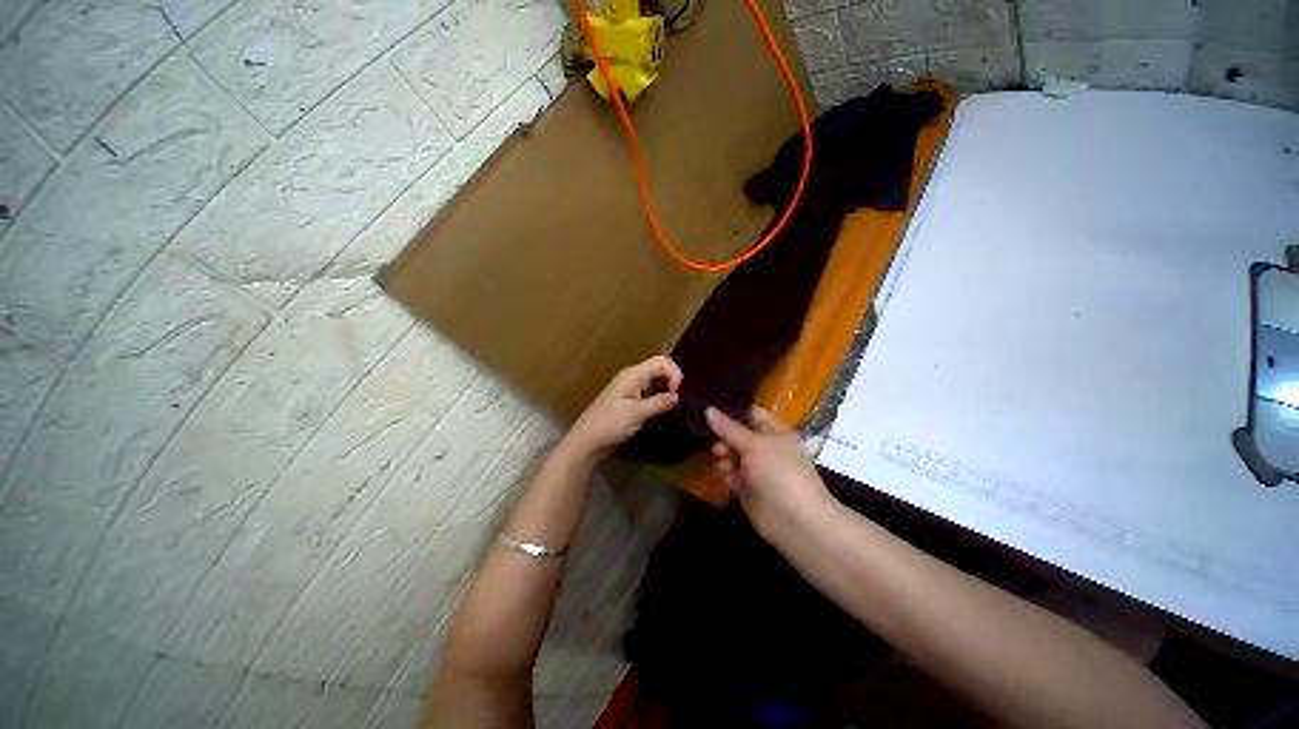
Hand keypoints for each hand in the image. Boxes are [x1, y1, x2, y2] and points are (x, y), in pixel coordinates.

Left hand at [563, 355, 683, 461]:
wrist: (587, 442)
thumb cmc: (609, 424)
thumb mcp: (636, 413)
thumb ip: (658, 403)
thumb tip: (678, 396)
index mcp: (633, 375)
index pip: (662, 361)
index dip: (674, 374)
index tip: (677, 394)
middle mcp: (633, 378)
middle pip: (659, 370)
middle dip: (672, 383)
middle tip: (678, 403)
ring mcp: (631, 390)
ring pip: (655, 383)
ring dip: (666, 393)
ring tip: (673, 409)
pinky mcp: (630, 403)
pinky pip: (650, 395)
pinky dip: (658, 400)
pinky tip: (663, 412)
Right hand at [705, 406, 835, 539]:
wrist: (795, 521)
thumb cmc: (779, 472)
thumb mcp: (754, 444)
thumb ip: (729, 428)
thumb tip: (707, 409)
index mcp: (774, 433)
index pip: (751, 415)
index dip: (733, 411)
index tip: (709, 408)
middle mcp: (765, 449)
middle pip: (738, 436)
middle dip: (723, 437)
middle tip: (713, 443)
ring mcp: (756, 469)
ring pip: (732, 456)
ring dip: (723, 456)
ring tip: (720, 462)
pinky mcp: (748, 488)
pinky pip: (731, 475)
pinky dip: (724, 474)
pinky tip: (722, 475)